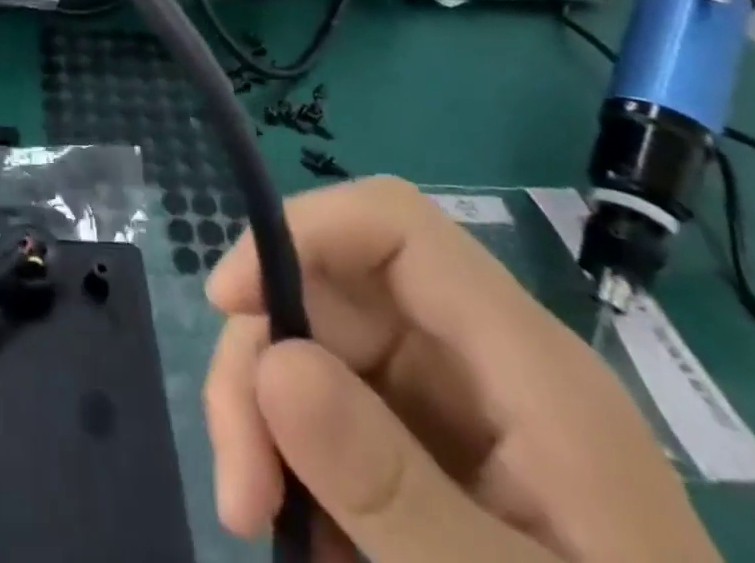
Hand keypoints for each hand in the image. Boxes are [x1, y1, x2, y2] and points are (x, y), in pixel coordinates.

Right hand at [203, 177, 720, 562]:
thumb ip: (395, 489)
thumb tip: (272, 360)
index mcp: (527, 366)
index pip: (394, 225)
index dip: (299, 230)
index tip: (227, 303)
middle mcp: (479, 364)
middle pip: (330, 293)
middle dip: (263, 368)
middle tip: (241, 490)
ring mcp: (453, 412)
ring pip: (314, 353)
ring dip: (266, 426)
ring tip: (258, 524)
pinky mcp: (430, 459)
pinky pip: (330, 420)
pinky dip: (296, 470)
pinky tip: (312, 549)